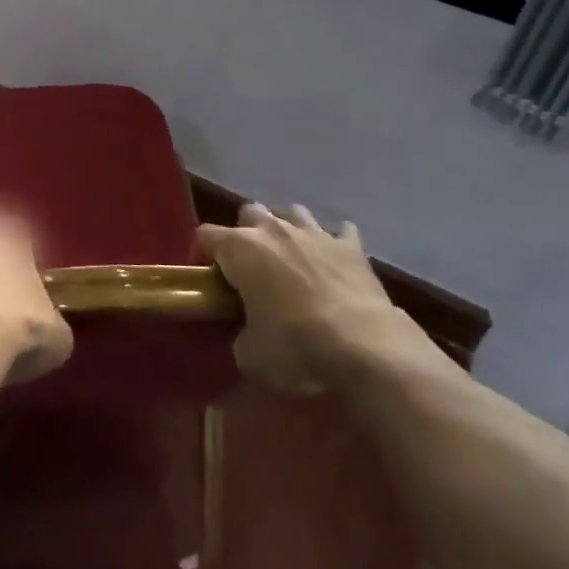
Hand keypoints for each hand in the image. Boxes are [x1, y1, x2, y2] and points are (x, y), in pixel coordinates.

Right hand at [197, 203, 445, 393]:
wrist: (365, 346)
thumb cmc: (296, 346)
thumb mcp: (251, 355)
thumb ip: (240, 336)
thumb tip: (246, 335)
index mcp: (240, 248)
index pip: (205, 235)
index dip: (203, 256)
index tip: (211, 282)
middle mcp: (273, 228)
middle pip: (249, 212)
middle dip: (247, 234)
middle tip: (252, 269)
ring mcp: (314, 232)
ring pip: (292, 213)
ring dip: (288, 231)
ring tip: (292, 260)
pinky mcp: (351, 245)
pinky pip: (340, 231)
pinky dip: (334, 243)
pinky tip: (335, 261)